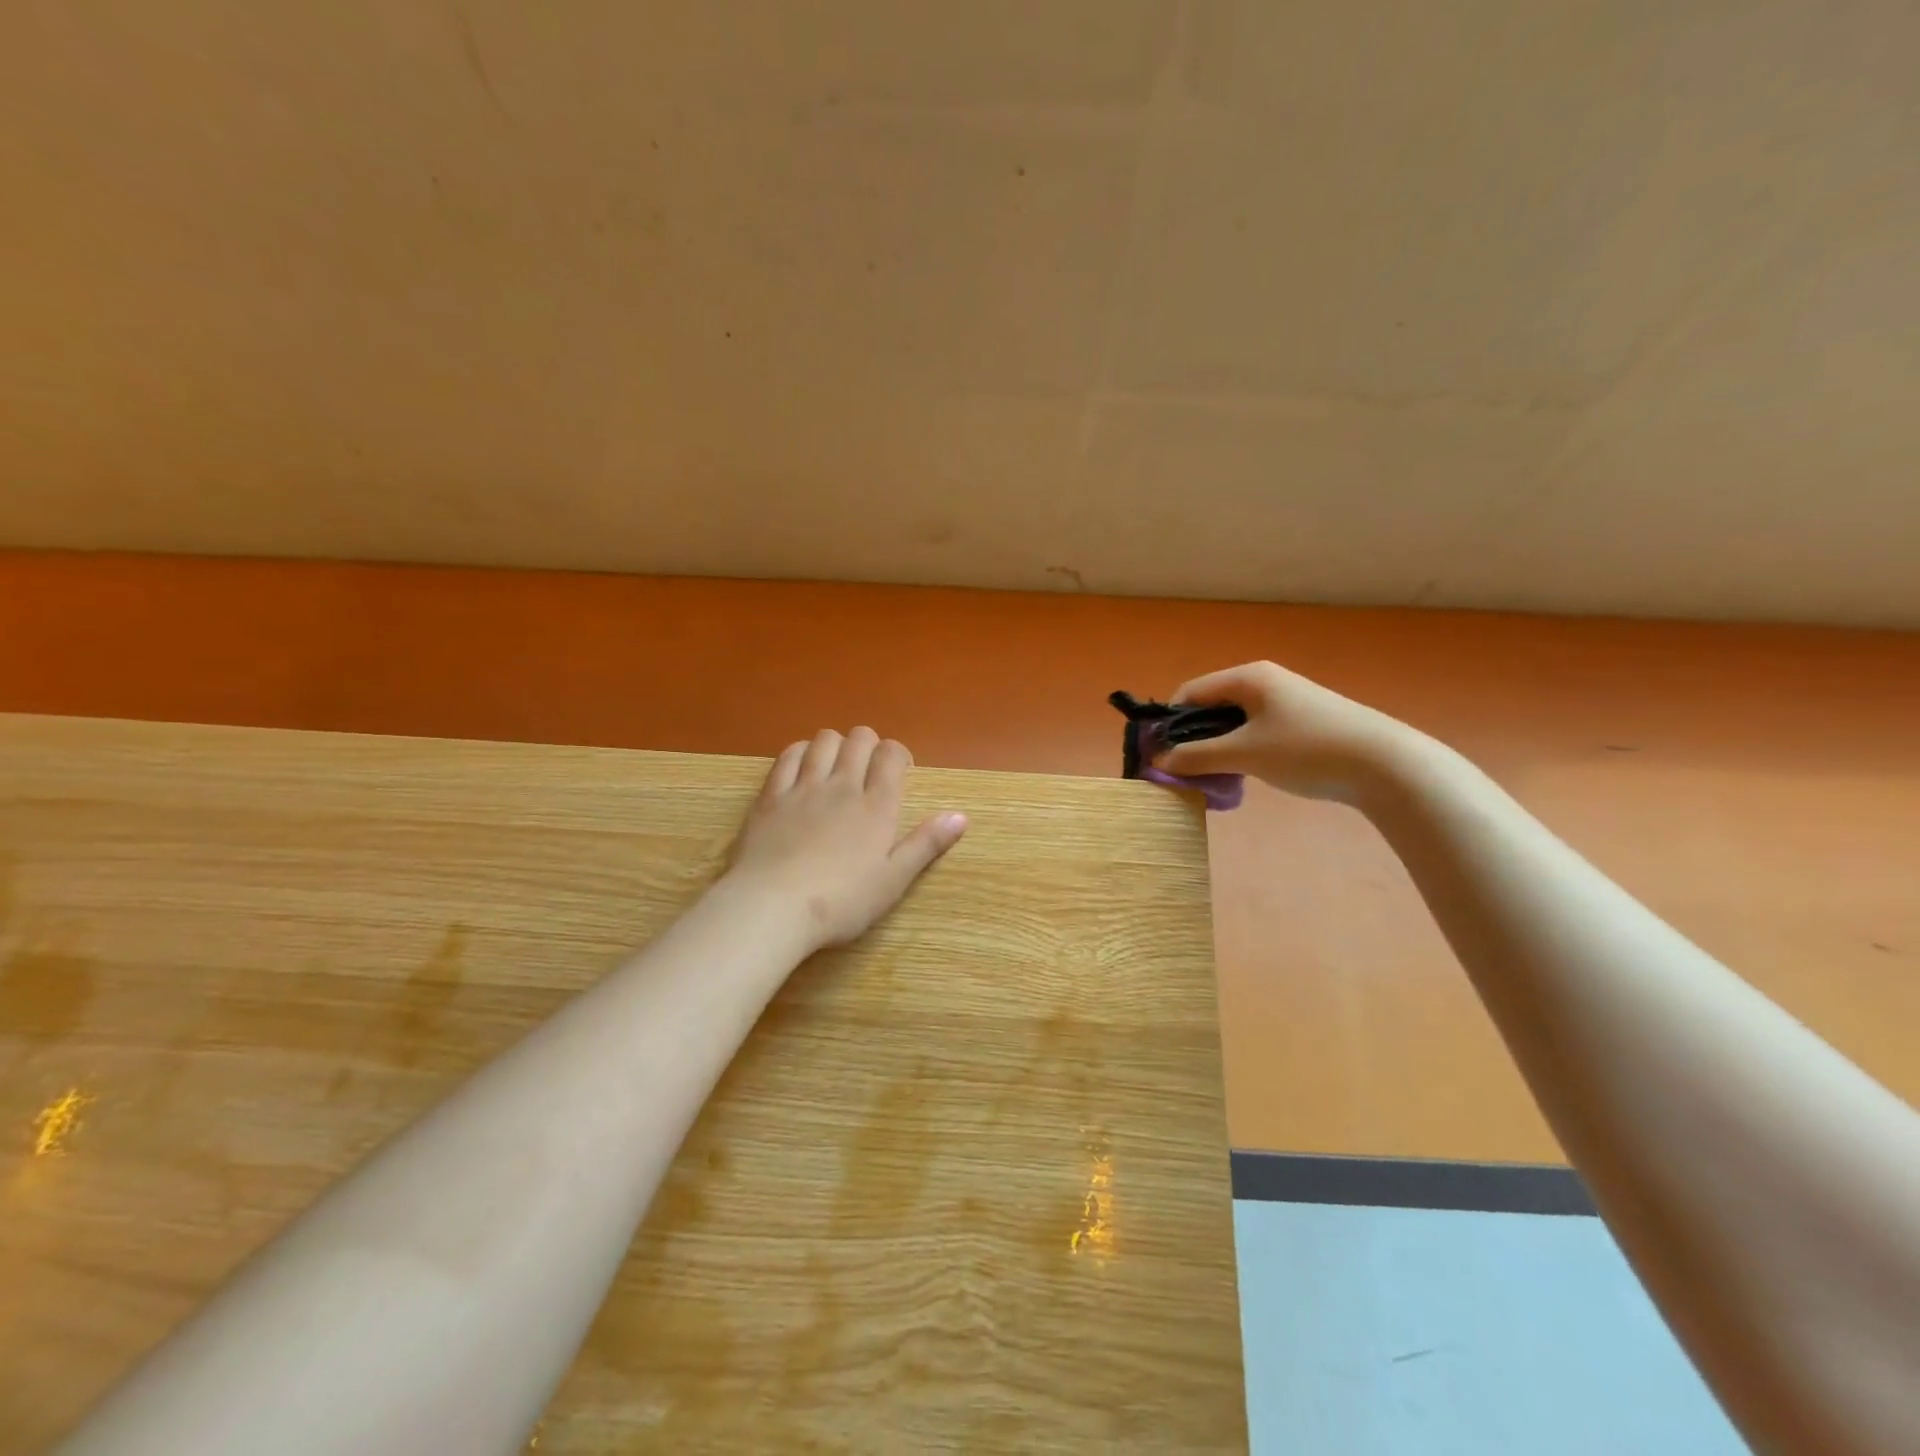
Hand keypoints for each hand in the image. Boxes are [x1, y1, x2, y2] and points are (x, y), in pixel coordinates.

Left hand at [723, 728, 967, 950]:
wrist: (772, 907)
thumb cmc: (841, 902)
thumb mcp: (893, 881)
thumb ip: (926, 844)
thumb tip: (961, 816)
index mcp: (877, 806)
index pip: (891, 755)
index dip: (898, 755)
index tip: (900, 772)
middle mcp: (842, 786)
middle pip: (859, 739)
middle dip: (870, 745)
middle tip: (870, 770)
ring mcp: (803, 787)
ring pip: (824, 741)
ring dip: (836, 744)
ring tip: (837, 766)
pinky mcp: (770, 796)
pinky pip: (788, 756)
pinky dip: (801, 752)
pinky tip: (804, 766)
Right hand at [1152, 661, 1421, 803]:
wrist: (1386, 765)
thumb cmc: (1307, 749)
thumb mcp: (1245, 754)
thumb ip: (1198, 756)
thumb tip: (1158, 760)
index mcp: (1248, 677)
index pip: (1191, 692)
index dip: (1169, 722)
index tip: (1158, 755)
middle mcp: (1265, 681)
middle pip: (1211, 707)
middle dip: (1193, 738)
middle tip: (1184, 771)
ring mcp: (1286, 701)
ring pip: (1234, 722)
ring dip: (1217, 748)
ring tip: (1214, 777)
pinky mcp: (1302, 722)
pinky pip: (1256, 732)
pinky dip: (1242, 751)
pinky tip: (1245, 774)